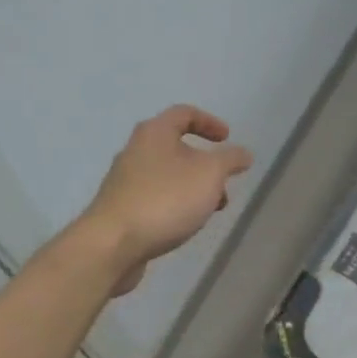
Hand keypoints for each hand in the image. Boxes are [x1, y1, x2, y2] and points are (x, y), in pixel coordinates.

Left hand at [80, 105, 251, 294]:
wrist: (113, 244)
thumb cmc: (165, 199)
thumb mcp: (209, 174)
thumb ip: (230, 160)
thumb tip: (243, 154)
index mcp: (154, 133)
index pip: (184, 113)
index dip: (209, 122)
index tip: (227, 139)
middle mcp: (135, 151)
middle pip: (175, 147)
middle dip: (205, 163)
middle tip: (224, 181)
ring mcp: (125, 181)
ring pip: (168, 175)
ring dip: (193, 187)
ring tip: (211, 210)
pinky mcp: (121, 208)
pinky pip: (156, 197)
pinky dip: (176, 204)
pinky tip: (186, 224)